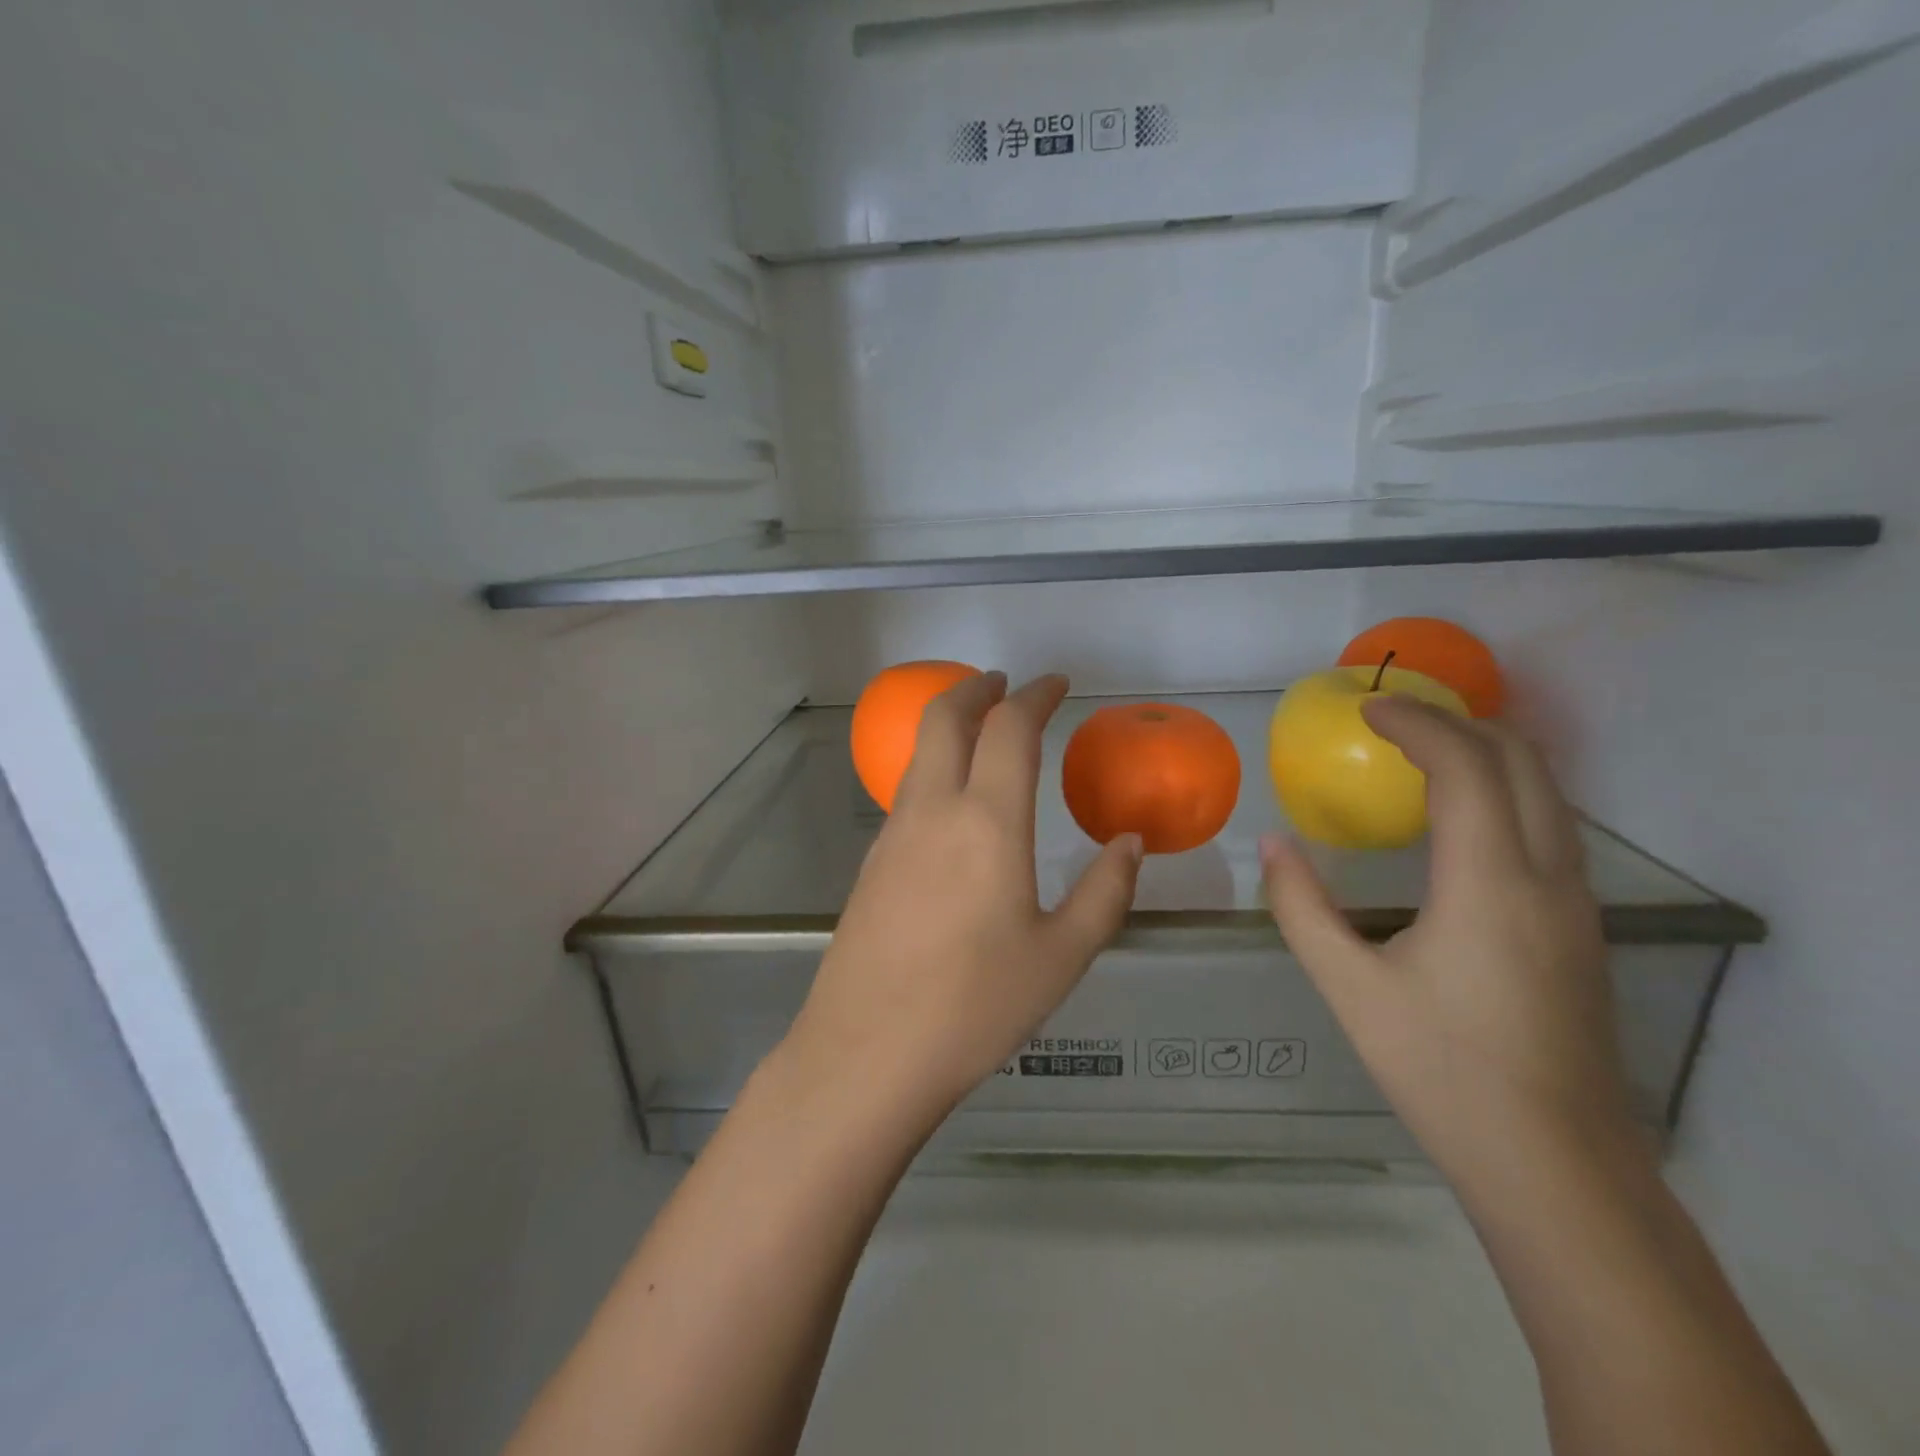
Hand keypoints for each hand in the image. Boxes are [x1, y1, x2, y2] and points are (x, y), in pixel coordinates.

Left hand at [781, 672, 1143, 1118]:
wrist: (867, 1052)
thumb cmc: (975, 1006)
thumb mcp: (1062, 956)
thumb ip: (1105, 892)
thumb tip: (1129, 843)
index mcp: (987, 822)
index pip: (1009, 729)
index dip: (1035, 695)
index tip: (1056, 684)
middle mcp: (933, 810)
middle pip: (945, 717)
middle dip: (976, 687)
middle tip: (1005, 683)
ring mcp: (893, 833)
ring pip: (918, 751)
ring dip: (949, 723)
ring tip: (981, 731)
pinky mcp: (872, 862)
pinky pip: (907, 790)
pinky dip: (933, 766)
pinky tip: (953, 801)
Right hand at [1261, 697, 1635, 1180]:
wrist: (1555, 1165)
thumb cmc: (1442, 1070)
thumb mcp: (1349, 988)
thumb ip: (1301, 908)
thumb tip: (1273, 844)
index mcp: (1490, 883)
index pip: (1465, 767)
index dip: (1416, 725)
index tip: (1366, 712)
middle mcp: (1548, 877)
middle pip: (1521, 762)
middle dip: (1458, 724)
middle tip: (1394, 722)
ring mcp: (1576, 902)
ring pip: (1548, 792)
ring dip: (1488, 754)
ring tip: (1423, 754)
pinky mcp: (1581, 927)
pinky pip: (1550, 825)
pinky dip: (1505, 791)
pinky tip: (1459, 819)